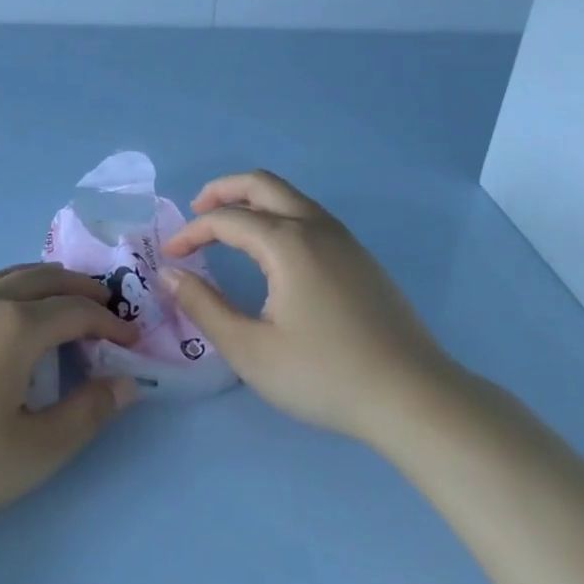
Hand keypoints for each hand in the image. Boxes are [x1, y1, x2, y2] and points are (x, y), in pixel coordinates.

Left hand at [0, 264, 139, 540]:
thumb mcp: (34, 452)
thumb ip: (86, 414)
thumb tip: (126, 383)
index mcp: (15, 326)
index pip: (74, 312)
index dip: (108, 323)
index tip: (130, 340)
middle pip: (40, 278)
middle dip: (77, 288)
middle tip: (104, 304)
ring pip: (1, 277)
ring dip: (37, 281)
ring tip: (56, 297)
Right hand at [160, 170, 455, 445]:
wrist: (415, 399)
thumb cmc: (325, 375)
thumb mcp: (250, 350)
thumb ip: (203, 306)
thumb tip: (169, 273)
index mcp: (287, 242)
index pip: (225, 219)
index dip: (191, 232)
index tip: (170, 255)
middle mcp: (315, 227)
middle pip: (261, 184)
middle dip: (222, 190)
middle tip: (195, 211)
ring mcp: (344, 240)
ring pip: (289, 196)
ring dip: (252, 200)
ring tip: (228, 226)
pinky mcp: (361, 258)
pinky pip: (309, 215)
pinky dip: (277, 215)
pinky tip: (271, 252)